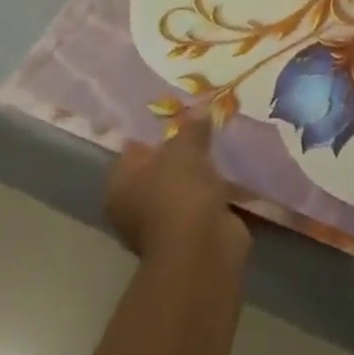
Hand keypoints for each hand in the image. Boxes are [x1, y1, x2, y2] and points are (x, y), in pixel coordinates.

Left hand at [106, 114, 248, 262]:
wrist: (202, 246)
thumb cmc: (178, 190)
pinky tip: (233, 172)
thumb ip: (192, 125)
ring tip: (222, 144)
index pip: (133, 149)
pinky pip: (202, 203)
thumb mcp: (185, 146)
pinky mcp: (190, 234)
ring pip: (182, 187)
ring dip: (200, 173)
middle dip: (181, 151)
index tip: (178, 113)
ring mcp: (162, 224)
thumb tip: (200, 107)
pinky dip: (215, 191)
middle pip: (159, 169)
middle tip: (204, 125)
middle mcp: (134, 206)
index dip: (154, 131)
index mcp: (120, 184)